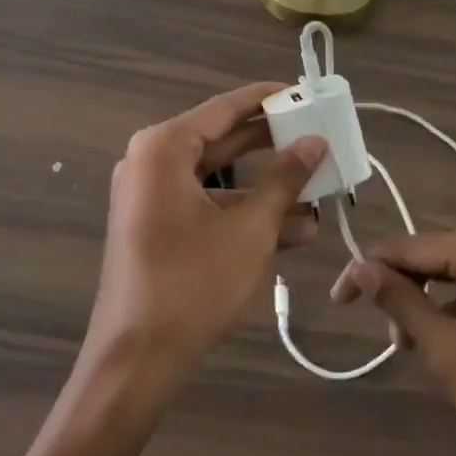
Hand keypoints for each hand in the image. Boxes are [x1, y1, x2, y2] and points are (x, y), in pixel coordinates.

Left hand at [87, 83, 325, 382]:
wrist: (136, 362)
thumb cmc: (192, 284)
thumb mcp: (249, 229)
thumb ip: (284, 179)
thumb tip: (315, 143)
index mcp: (164, 147)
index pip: (226, 107)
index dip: (269, 99)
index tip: (306, 93)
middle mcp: (152, 161)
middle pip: (223, 140)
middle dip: (274, 145)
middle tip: (319, 138)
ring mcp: (152, 195)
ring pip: (220, 177)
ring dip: (267, 186)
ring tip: (319, 188)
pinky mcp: (158, 226)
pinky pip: (207, 204)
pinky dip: (245, 212)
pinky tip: (296, 228)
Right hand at [332, 229, 455, 455]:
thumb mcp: (447, 350)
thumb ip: (401, 302)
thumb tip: (359, 268)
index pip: (410, 247)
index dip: (369, 269)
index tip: (337, 297)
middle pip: (432, 256)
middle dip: (400, 289)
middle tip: (380, 332)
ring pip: (452, 274)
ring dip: (425, 304)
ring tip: (409, 346)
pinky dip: (452, 310)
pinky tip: (443, 344)